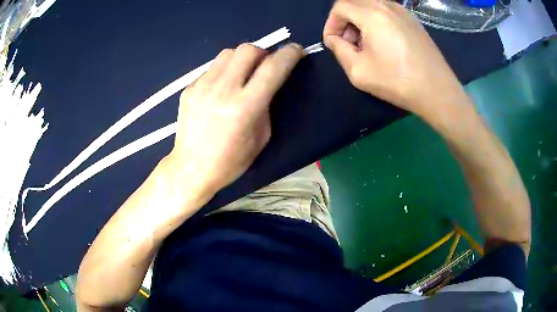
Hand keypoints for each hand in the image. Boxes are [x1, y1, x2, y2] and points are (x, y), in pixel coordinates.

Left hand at [166, 43, 303, 196]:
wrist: (191, 168)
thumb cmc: (231, 161)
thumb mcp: (261, 137)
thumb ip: (267, 105)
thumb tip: (267, 84)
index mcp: (245, 107)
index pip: (273, 67)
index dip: (289, 54)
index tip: (296, 51)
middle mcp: (223, 90)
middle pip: (248, 49)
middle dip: (263, 53)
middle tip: (265, 67)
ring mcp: (202, 86)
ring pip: (228, 53)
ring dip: (242, 59)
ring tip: (242, 75)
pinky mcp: (189, 88)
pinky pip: (212, 67)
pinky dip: (224, 71)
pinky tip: (221, 89)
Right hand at [323, 0, 468, 117]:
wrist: (437, 91)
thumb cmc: (398, 82)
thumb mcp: (358, 71)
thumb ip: (339, 49)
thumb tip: (334, 39)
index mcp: (372, 14)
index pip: (340, 7)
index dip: (331, 23)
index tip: (334, 43)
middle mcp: (387, 5)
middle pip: (354, 2)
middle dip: (345, 20)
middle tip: (350, 43)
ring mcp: (403, 11)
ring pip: (370, 5)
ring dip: (361, 20)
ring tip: (367, 44)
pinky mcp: (413, 20)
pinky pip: (386, 11)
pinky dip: (377, 21)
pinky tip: (384, 42)